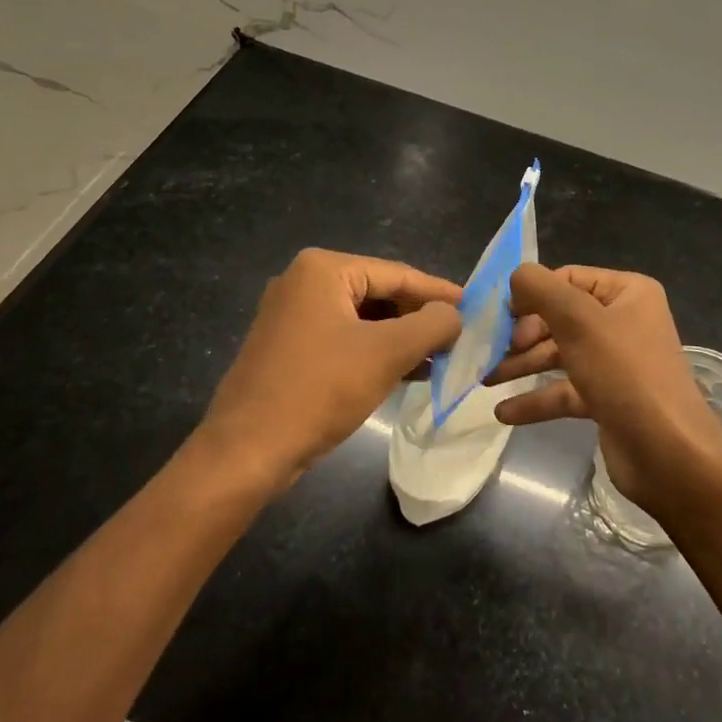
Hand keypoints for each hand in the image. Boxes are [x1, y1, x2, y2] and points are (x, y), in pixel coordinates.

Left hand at [197, 249, 461, 487]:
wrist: (247, 451)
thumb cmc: (320, 390)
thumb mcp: (387, 353)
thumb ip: (431, 324)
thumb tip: (455, 315)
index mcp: (323, 270)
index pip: (397, 274)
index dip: (439, 292)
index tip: (474, 306)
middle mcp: (303, 283)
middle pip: (379, 294)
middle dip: (419, 318)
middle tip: (459, 336)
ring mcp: (291, 316)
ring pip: (363, 319)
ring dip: (401, 338)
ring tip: (441, 358)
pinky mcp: (288, 348)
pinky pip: (344, 339)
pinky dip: (375, 352)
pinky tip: (408, 373)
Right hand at [487, 264, 721, 511]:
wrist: (669, 454)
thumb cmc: (625, 374)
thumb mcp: (579, 321)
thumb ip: (541, 289)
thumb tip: (516, 275)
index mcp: (627, 292)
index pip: (567, 279)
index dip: (531, 294)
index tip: (498, 317)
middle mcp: (624, 321)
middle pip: (560, 317)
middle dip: (523, 334)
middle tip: (491, 351)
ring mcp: (616, 362)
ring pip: (559, 354)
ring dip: (522, 365)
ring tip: (485, 380)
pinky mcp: (608, 398)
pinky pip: (565, 390)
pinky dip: (536, 399)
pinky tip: (504, 412)